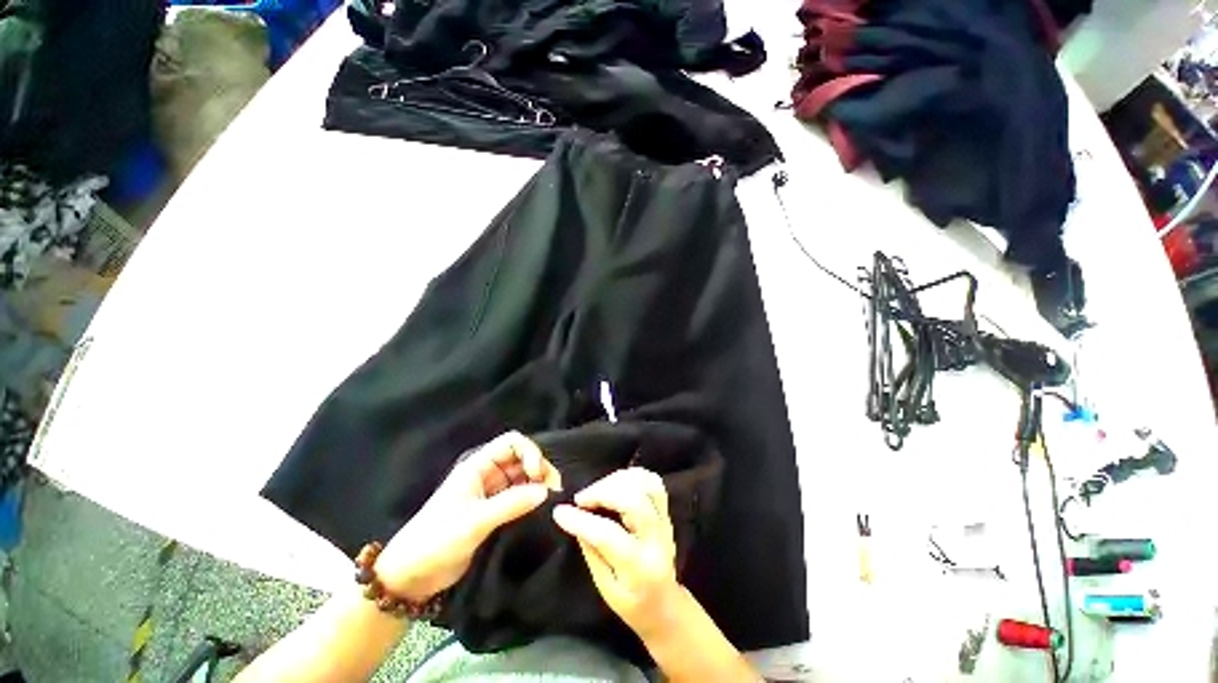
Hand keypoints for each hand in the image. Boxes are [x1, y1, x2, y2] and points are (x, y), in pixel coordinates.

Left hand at [374, 431, 561, 601]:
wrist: (411, 576)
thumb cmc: (437, 540)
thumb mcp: (475, 521)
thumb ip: (511, 504)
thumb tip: (546, 491)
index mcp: (478, 466)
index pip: (512, 443)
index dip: (530, 451)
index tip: (537, 474)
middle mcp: (487, 474)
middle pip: (521, 458)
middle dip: (539, 468)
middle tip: (554, 489)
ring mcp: (491, 493)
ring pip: (522, 477)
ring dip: (538, 483)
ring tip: (551, 499)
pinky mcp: (494, 511)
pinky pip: (518, 496)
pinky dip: (531, 498)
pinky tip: (541, 508)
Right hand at [552, 468, 680, 638]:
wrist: (665, 604)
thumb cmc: (631, 602)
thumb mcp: (605, 588)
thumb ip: (591, 550)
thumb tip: (574, 518)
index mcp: (639, 567)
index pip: (609, 535)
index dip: (581, 520)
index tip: (559, 512)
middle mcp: (657, 538)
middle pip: (633, 500)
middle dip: (602, 492)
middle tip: (582, 499)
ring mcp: (665, 520)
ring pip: (645, 484)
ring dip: (617, 480)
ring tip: (598, 490)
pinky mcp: (666, 510)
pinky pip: (652, 481)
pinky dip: (632, 476)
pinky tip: (616, 484)